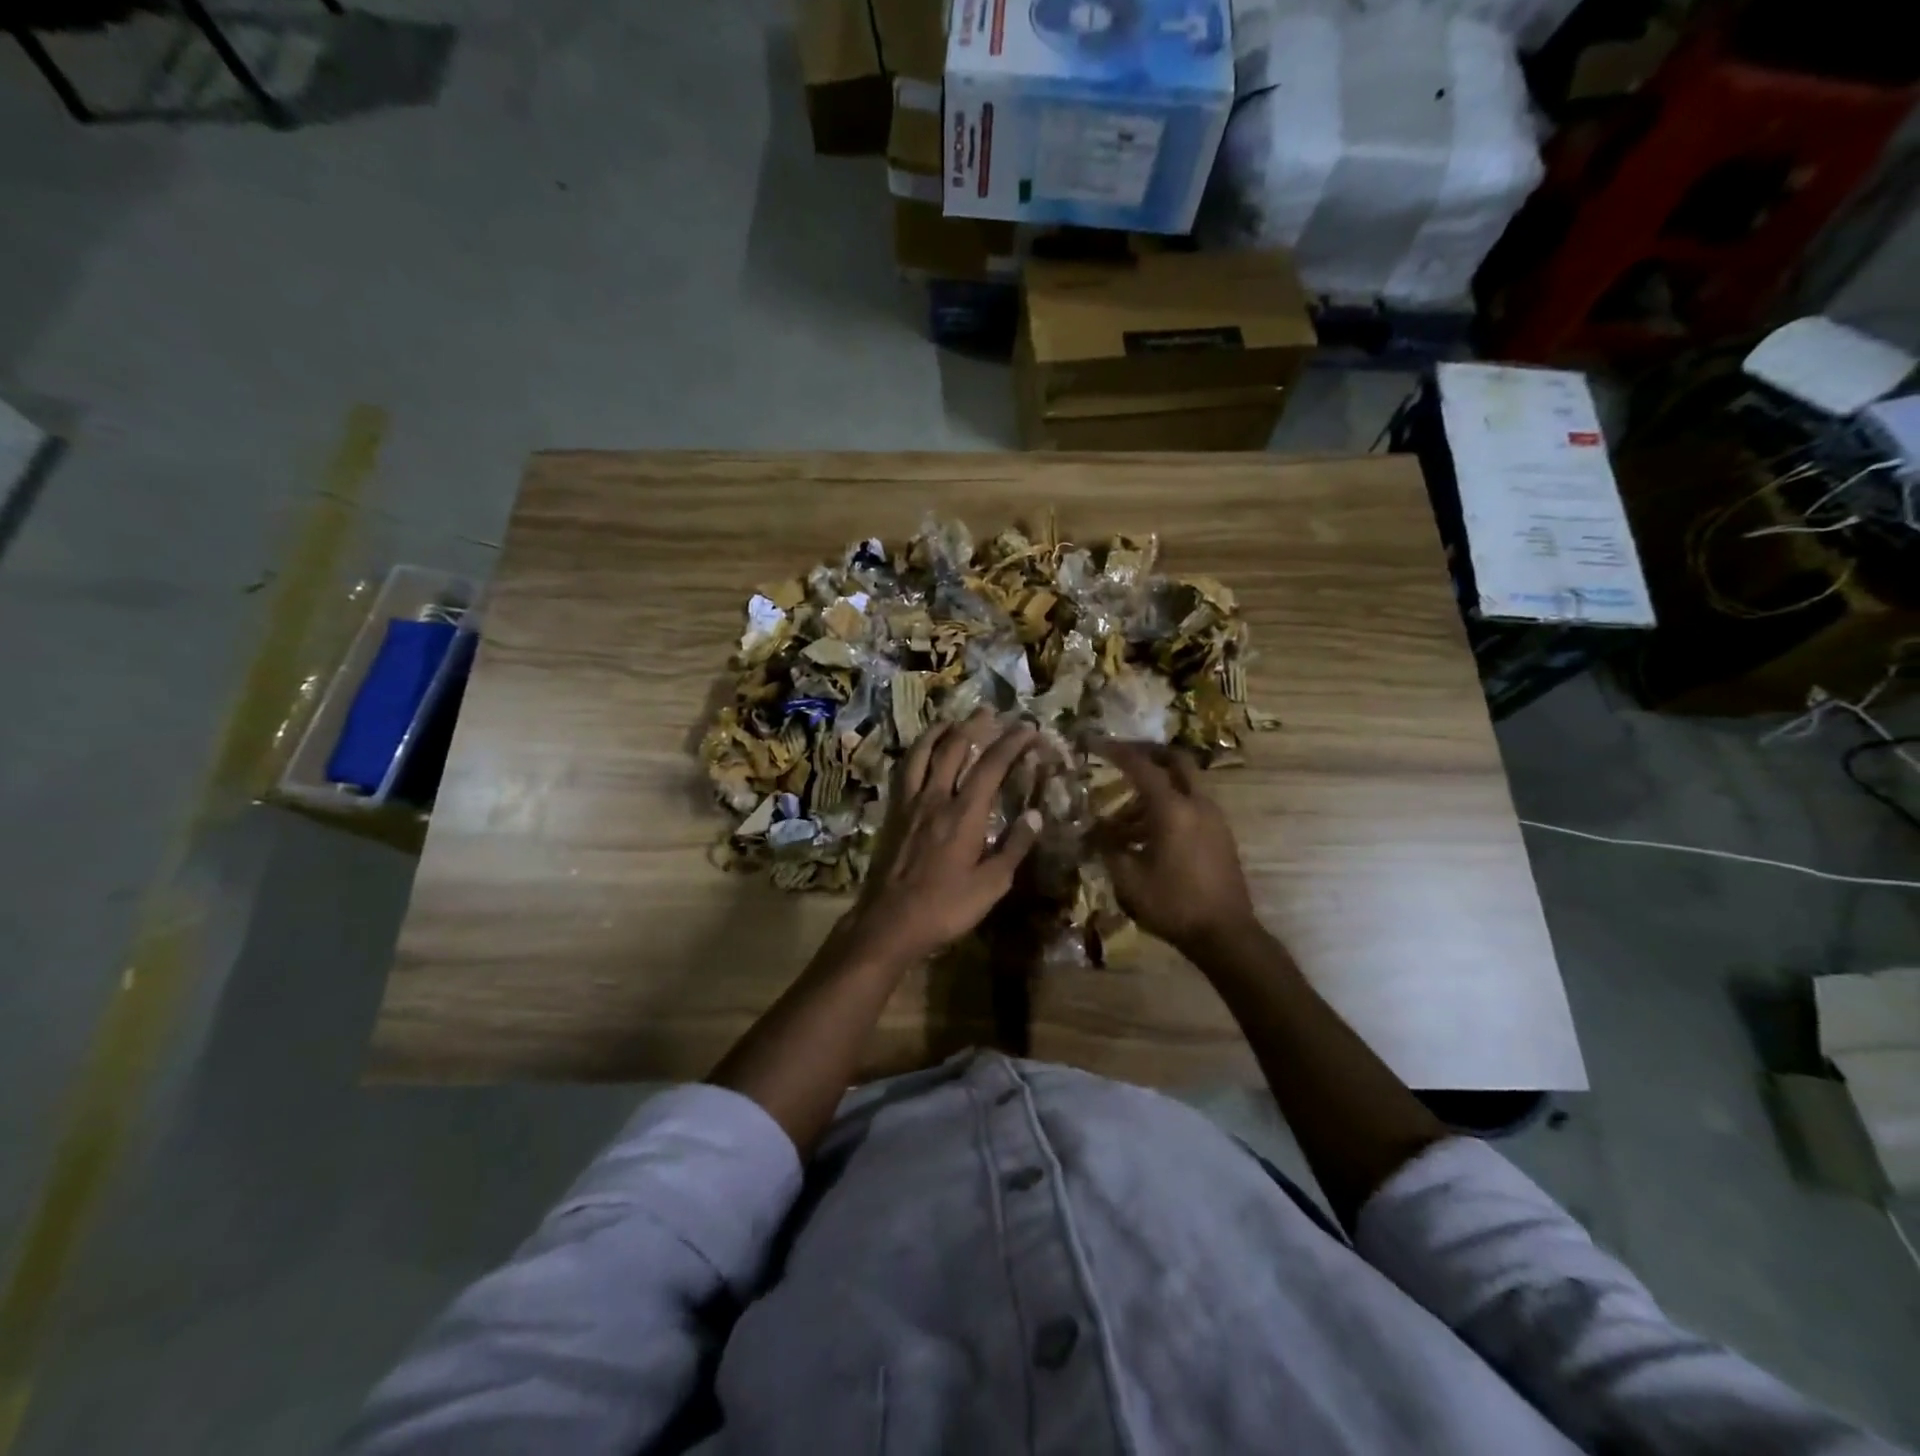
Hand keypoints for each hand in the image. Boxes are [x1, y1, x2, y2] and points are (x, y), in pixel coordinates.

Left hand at [839, 710, 1041, 970]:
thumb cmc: (945, 908)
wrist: (888, 922)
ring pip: (922, 753)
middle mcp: (935, 798)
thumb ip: (1013, 847)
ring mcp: (909, 803)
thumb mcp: (990, 886)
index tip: (1028, 729)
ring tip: (951, 719)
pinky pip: (903, 771)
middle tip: (989, 710)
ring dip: (939, 731)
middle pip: (954, 748)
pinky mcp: (892, 813)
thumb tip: (1034, 815)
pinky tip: (919, 754)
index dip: (1011, 743)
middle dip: (974, 725)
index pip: (991, 766)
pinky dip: (915, 754)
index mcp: (964, 814)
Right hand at [1093, 741, 1257, 956]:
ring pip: (1182, 786)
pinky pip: (1191, 806)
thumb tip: (1095, 830)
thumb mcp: (1128, 879)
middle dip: (1147, 753)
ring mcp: (1214, 818)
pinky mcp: (1220, 834)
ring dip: (1154, 790)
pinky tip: (1147, 835)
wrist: (1225, 934)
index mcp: (1172, 809)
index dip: (1116, 751)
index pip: (1141, 766)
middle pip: (1174, 760)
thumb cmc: (1172, 904)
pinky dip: (1168, 807)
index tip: (1096, 742)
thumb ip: (1109, 848)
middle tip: (1121, 757)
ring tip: (1122, 820)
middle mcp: (1197, 804)